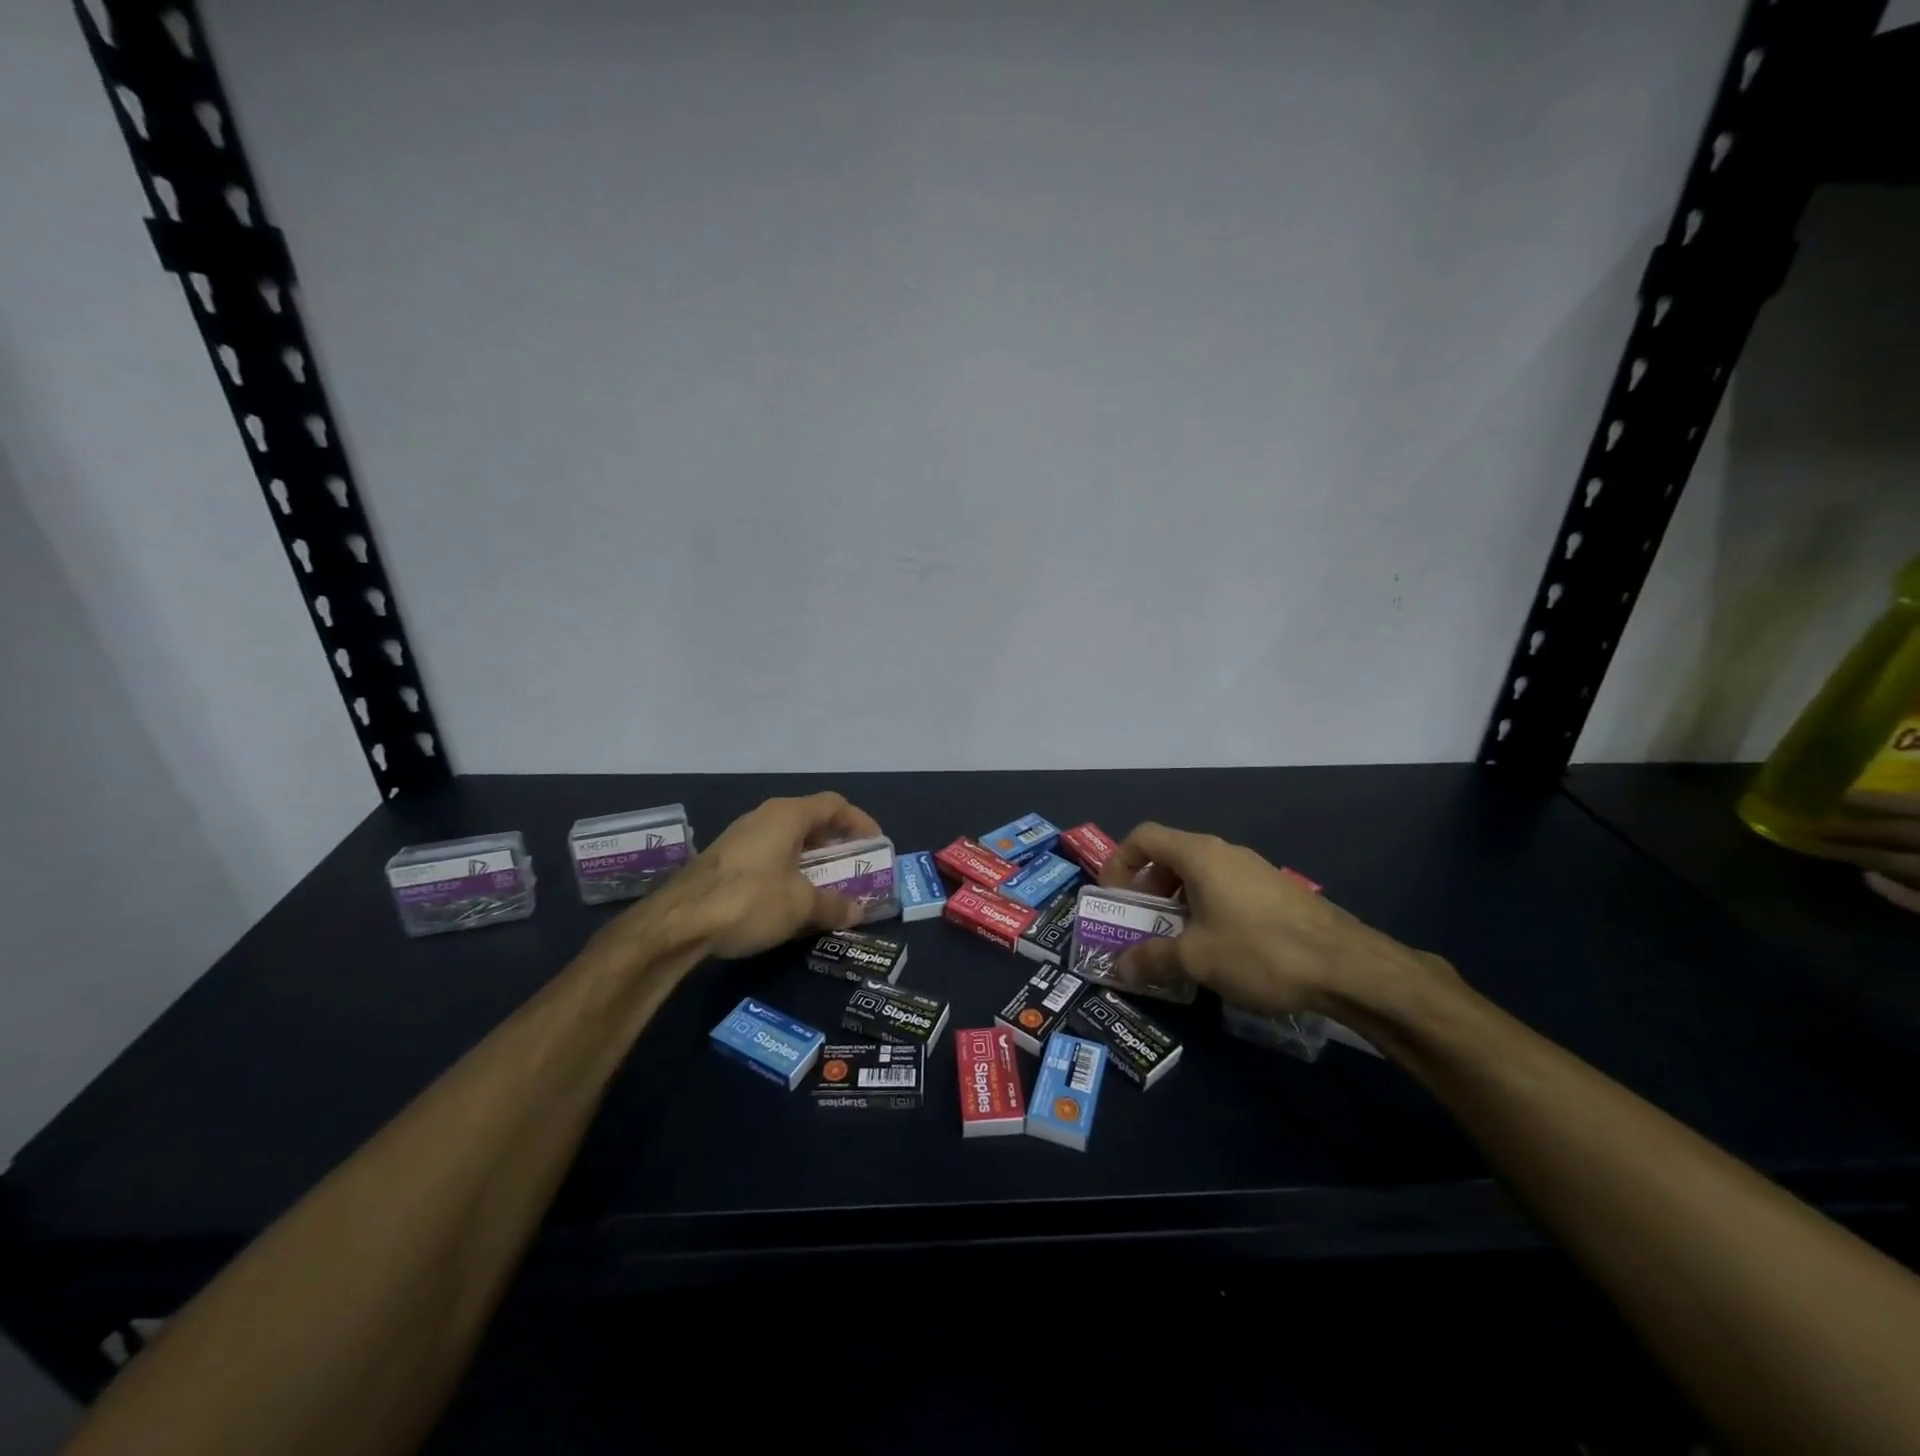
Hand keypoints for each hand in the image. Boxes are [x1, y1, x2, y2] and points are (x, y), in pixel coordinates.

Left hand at [642, 793, 882, 959]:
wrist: (678, 921)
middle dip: (836, 842)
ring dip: (811, 857)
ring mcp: (741, 836)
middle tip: (853, 866)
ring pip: (787, 838)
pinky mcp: (724, 858)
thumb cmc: (750, 900)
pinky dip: (788, 868)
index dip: (859, 821)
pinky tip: (789, 896)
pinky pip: (768, 854)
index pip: (834, 804)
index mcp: (788, 815)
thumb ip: (833, 905)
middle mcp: (765, 817)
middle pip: (811, 819)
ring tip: (826, 883)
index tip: (875, 844)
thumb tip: (858, 911)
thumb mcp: (801, 906)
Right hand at [1098, 823, 1450, 1015]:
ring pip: (1200, 875)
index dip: (1120, 861)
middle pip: (1170, 855)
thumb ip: (1151, 959)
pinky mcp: (1276, 892)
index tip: (1113, 897)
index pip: (1144, 836)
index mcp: (1199, 855)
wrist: (1347, 966)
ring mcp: (1254, 870)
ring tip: (1175, 941)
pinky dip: (1206, 909)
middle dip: (1147, 888)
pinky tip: (1217, 948)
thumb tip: (1119, 967)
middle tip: (1140, 923)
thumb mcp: (1196, 959)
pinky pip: (1225, 890)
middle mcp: (1225, 852)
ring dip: (1176, 902)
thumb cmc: (1259, 950)